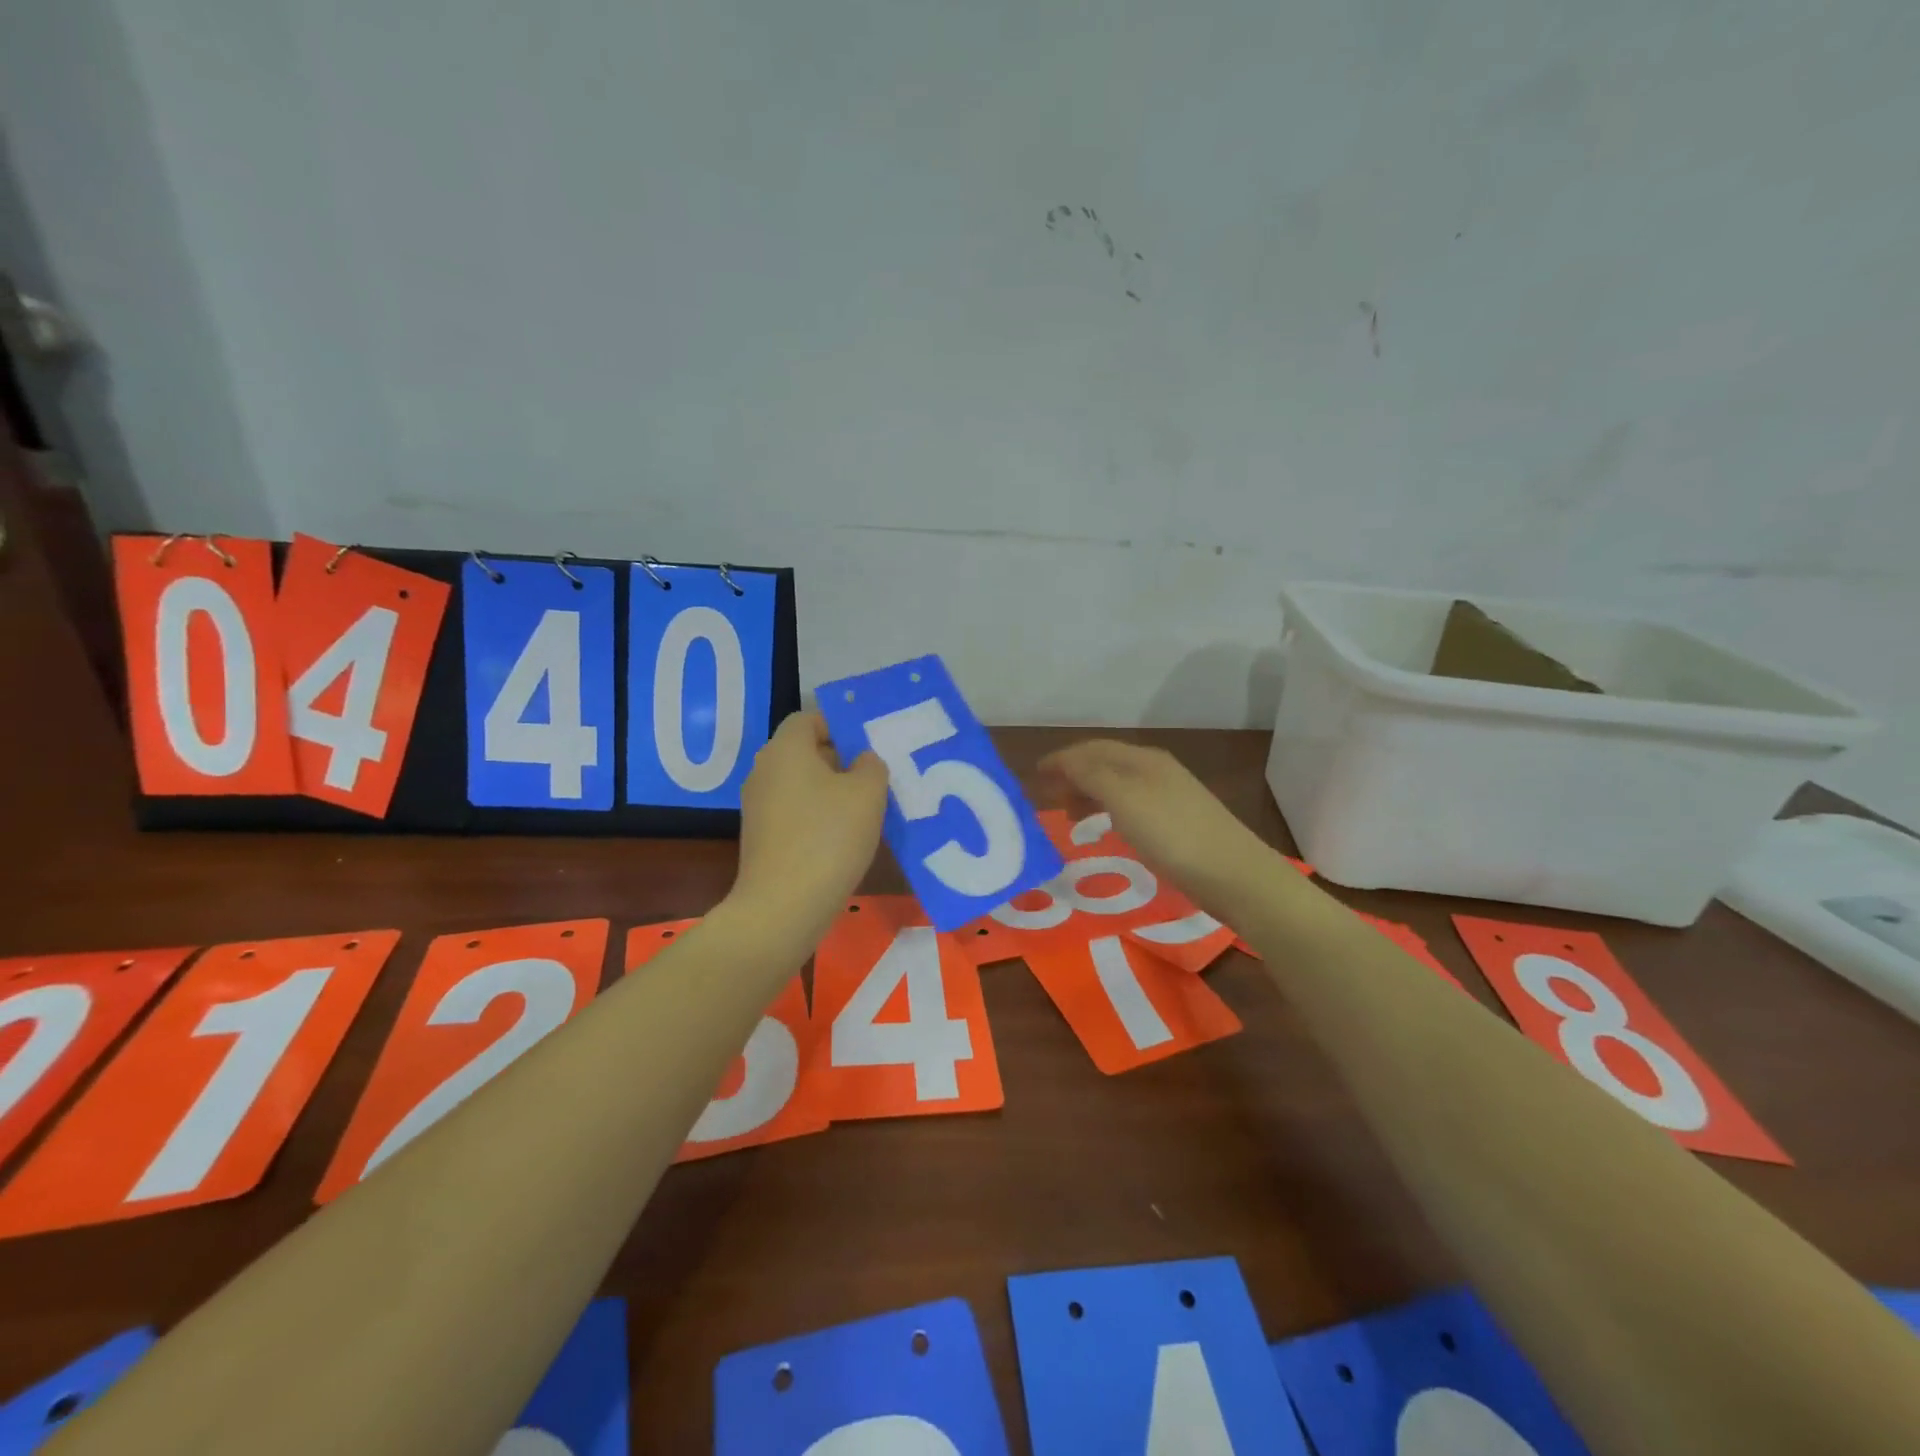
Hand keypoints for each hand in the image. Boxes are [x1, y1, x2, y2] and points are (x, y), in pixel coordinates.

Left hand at [730, 710, 888, 937]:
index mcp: (786, 749)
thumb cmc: (829, 838)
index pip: (809, 719)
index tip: (867, 748)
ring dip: (830, 792)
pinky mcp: (760, 837)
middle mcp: (764, 770)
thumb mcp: (868, 794)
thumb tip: (861, 761)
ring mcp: (758, 806)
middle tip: (874, 779)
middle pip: (804, 751)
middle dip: (840, 760)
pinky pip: (793, 812)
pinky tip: (842, 839)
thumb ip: (871, 766)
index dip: (839, 726)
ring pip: (800, 784)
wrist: (783, 906)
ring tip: (864, 811)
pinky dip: (816, 817)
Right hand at [1036, 739, 1274, 912]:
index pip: (1092, 748)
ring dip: (1090, 794)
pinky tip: (1109, 829)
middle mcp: (1156, 770)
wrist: (1234, 874)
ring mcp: (1171, 796)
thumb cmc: (1172, 833)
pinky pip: (1132, 806)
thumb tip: (1063, 762)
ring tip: (1073, 818)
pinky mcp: (1179, 823)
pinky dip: (1110, 811)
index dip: (1061, 759)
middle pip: (1106, 764)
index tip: (1034, 776)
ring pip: (1119, 785)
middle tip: (1049, 799)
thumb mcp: (1123, 798)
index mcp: (1142, 759)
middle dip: (1074, 776)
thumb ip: (1089, 775)